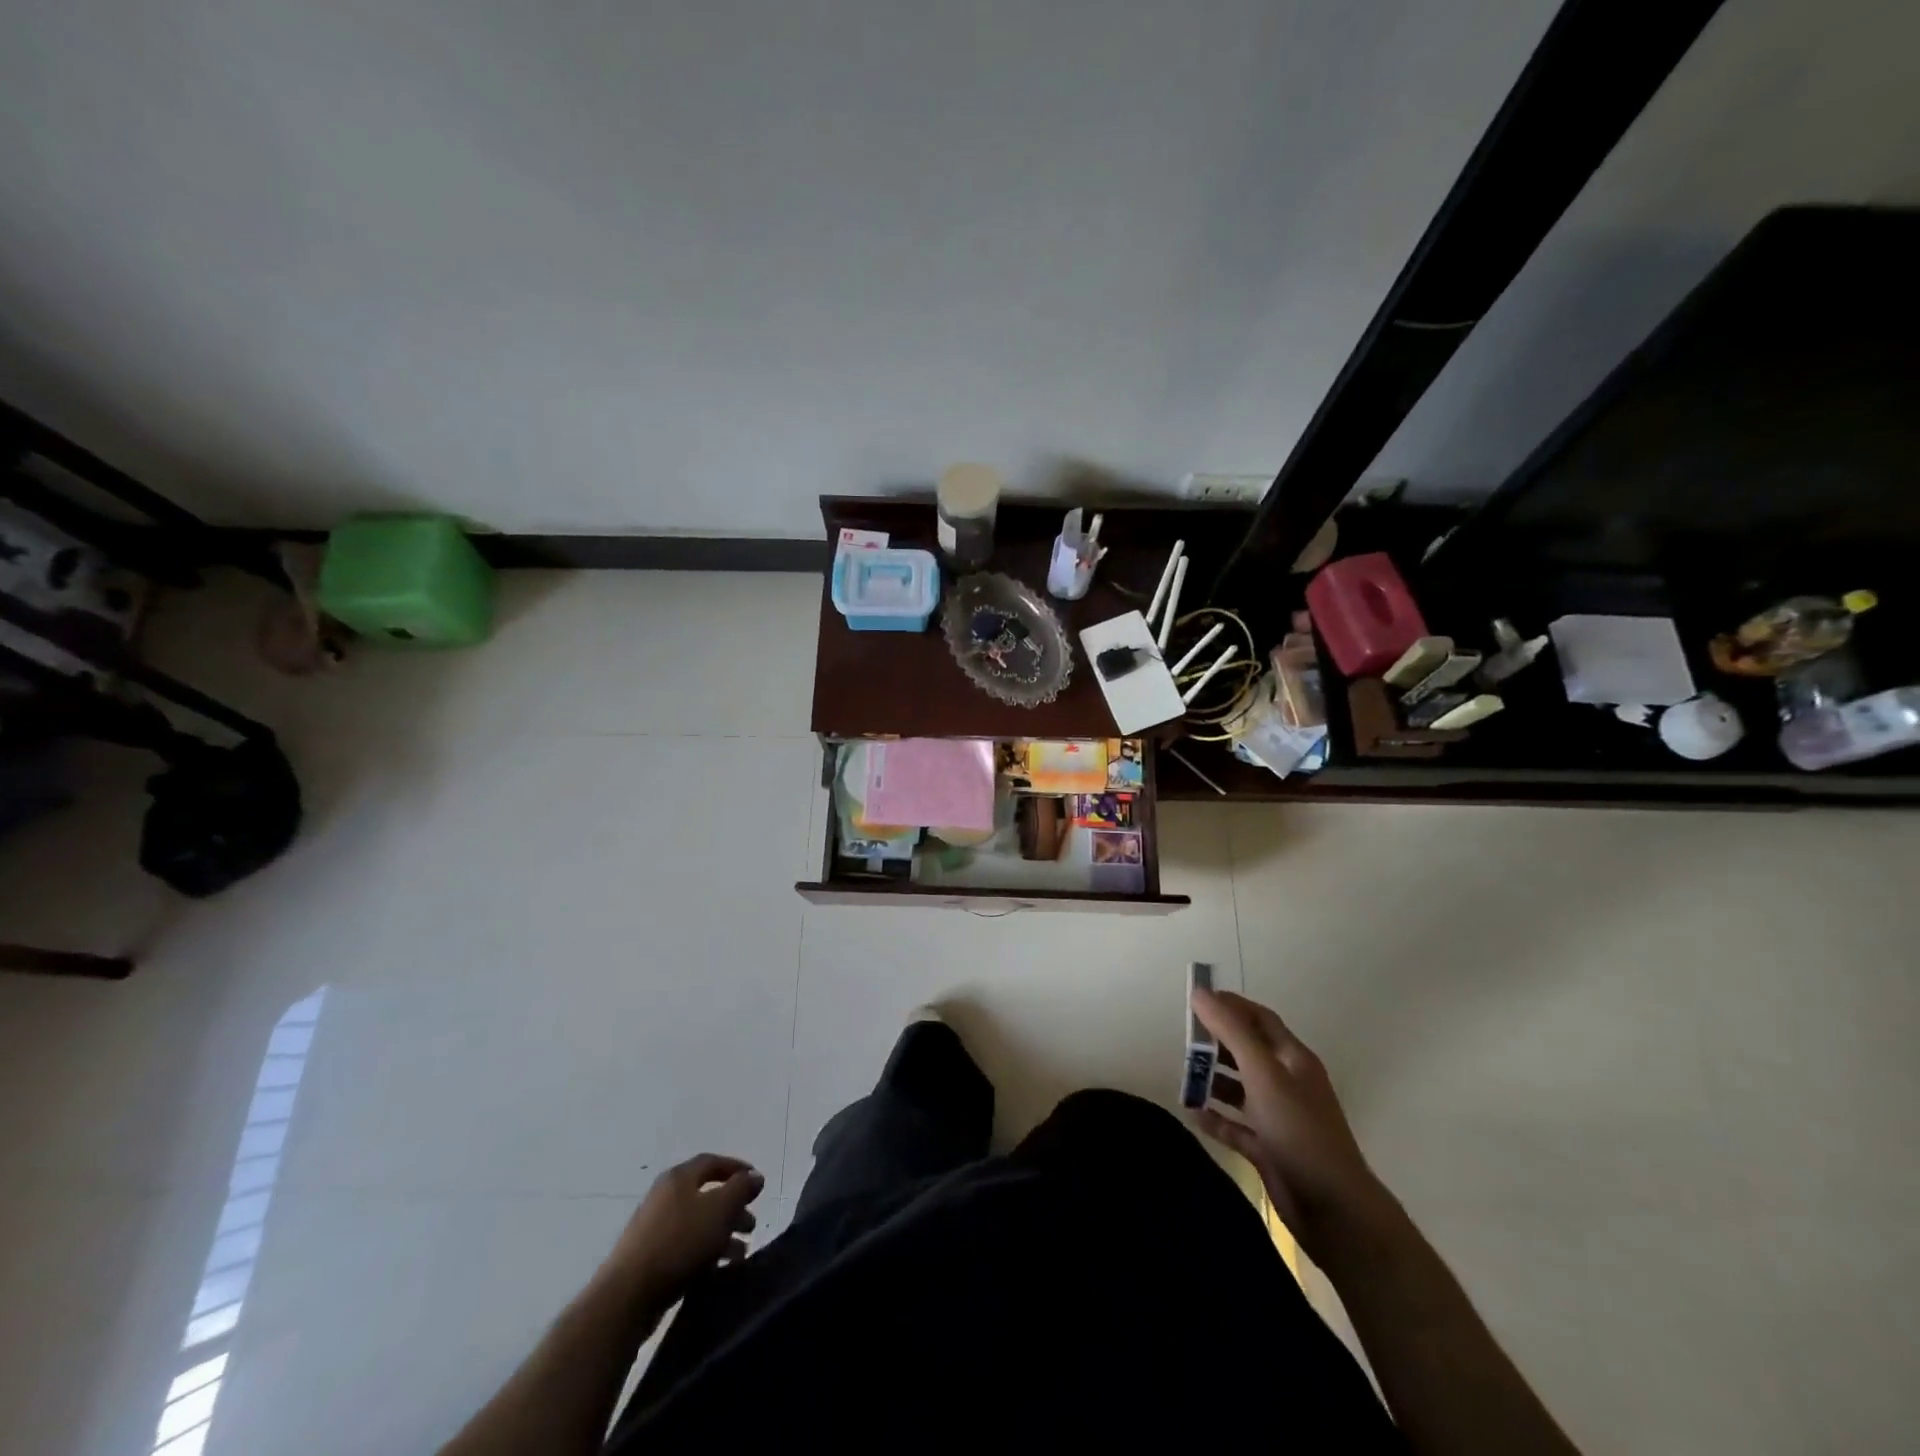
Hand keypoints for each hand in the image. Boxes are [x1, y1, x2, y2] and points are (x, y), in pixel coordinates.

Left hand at [602, 1154, 763, 1307]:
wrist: (627, 1296)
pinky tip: (719, 1269)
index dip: (737, 1169)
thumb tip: (755, 1176)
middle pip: (706, 1194)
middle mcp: (665, 1196)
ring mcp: (653, 1228)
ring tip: (741, 1253)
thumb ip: (741, 1189)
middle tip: (752, 1224)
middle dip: (733, 1208)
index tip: (758, 1183)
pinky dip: (705, 1252)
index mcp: (679, 1178)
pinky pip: (685, 1246)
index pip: (712, 1162)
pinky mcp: (648, 1258)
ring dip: (722, 1234)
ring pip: (697, 1223)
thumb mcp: (720, 1209)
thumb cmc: (679, 1242)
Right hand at [1190, 989, 1385, 1249]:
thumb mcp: (1264, 1074)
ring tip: (1184, 1078)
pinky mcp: (1269, 1149)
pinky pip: (1236, 1126)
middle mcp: (1286, 1083)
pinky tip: (1193, 1114)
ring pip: (1239, 1088)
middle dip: (1216, 1043)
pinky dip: (1216, 1118)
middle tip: (1183, 1041)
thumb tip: (1200, 993)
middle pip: (1247, 1051)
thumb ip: (1232, 1031)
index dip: (1230, 1006)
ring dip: (1212, 1080)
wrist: (1334, 1210)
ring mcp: (1278, 1118)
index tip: (1195, 1002)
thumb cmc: (1299, 1132)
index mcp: (1292, 1059)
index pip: (1260, 1019)